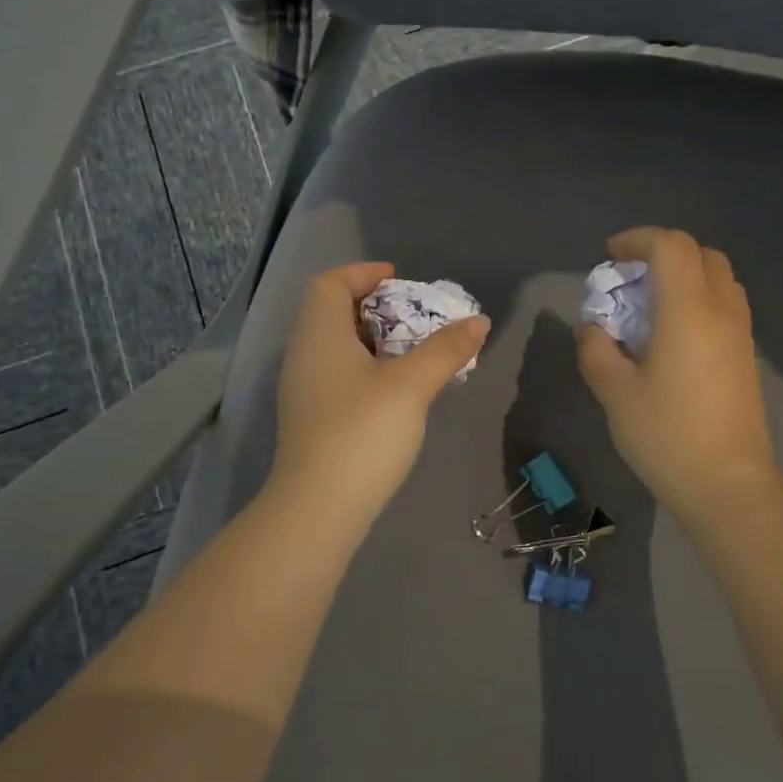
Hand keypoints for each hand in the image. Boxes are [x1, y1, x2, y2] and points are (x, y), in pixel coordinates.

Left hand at [268, 262, 490, 540]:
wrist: (318, 508)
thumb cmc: (362, 434)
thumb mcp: (411, 386)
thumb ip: (445, 349)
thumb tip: (479, 321)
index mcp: (320, 335)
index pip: (330, 283)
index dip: (363, 273)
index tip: (400, 279)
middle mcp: (304, 355)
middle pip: (332, 312)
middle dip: (375, 306)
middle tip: (415, 315)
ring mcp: (303, 390)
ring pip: (336, 346)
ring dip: (373, 340)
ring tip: (413, 351)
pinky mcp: (311, 418)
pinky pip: (338, 374)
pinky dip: (366, 367)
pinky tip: (396, 390)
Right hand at [577, 227, 778, 517]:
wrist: (727, 485)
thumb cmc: (666, 435)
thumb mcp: (614, 393)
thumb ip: (595, 350)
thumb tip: (593, 328)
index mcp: (688, 311)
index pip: (671, 247)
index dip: (638, 240)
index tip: (611, 256)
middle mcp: (721, 311)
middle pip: (701, 254)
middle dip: (663, 253)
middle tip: (630, 278)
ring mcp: (740, 333)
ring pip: (719, 278)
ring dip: (685, 275)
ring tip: (651, 304)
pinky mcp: (746, 356)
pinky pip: (725, 304)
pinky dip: (699, 298)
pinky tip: (673, 333)